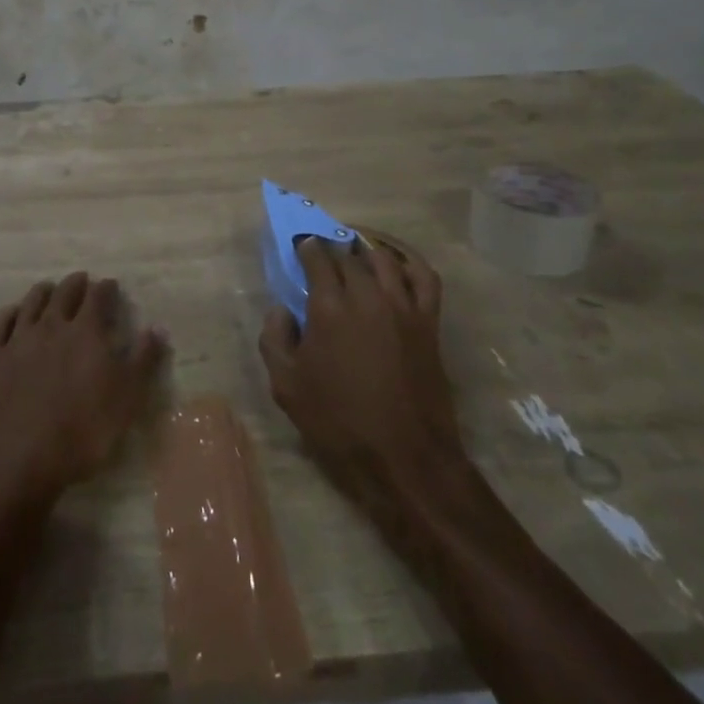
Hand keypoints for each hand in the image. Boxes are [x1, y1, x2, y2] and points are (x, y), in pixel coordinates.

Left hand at [0, 272, 165, 508]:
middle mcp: (52, 325)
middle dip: (76, 284)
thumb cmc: (82, 432)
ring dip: (43, 292)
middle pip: (65, 293)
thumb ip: (143, 360)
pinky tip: (13, 312)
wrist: (19, 462)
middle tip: (82, 281)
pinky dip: (9, 313)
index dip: (106, 289)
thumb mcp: (127, 400)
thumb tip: (157, 327)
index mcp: (86, 332)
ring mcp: (19, 340)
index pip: (98, 297)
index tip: (111, 286)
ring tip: (49, 289)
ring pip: (32, 302)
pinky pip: (0, 325)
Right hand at [259, 236, 461, 512]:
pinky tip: (396, 258)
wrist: (405, 458)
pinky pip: (423, 275)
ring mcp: (402, 305)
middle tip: (323, 252)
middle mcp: (366, 295)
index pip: (317, 257)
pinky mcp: (428, 321)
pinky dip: (408, 259)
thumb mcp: (287, 387)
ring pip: (382, 257)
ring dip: (365, 247)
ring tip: (354, 249)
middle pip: (348, 254)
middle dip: (332, 247)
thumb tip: (281, 308)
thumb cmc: (339, 423)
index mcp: (329, 307)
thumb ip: (275, 339)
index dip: (307, 247)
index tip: (300, 245)